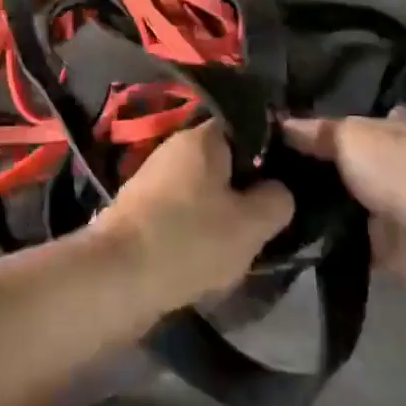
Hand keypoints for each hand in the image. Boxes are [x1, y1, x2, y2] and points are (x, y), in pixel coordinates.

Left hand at [93, 121, 294, 311]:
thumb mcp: (252, 224)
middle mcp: (174, 148)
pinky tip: (206, 258)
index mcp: (202, 137)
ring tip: (238, 247)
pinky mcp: (138, 210)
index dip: (270, 154)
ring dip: (219, 215)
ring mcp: (152, 178)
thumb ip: (277, 200)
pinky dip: (194, 232)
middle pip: (223, 163)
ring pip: (201, 191)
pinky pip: (179, 213)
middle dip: (244, 191)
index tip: (287, 183)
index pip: (246, 129)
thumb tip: (278, 190)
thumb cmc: (191, 239)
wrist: (117, 276)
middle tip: (265, 221)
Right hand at [284, 108, 405, 299]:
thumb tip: (282, 123)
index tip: (293, 132)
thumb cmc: (397, 169)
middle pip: (354, 160)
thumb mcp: (349, 136)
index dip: (333, 123)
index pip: (364, 119)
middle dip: (322, 165)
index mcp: (399, 126)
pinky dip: (329, 237)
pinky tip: (294, 231)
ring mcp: (397, 204)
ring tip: (275, 199)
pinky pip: (350, 237)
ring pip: (350, 199)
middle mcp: (401, 161)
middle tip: (273, 168)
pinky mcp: (390, 244)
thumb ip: (317, 131)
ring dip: (323, 203)